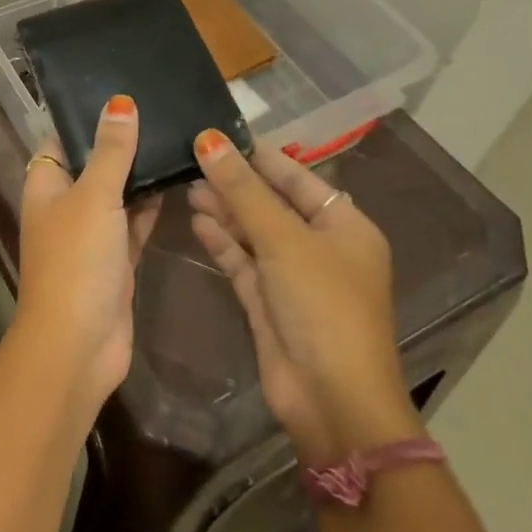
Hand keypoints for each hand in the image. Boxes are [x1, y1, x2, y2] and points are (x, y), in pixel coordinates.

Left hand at [14, 96, 163, 411]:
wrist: (79, 345)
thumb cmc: (77, 260)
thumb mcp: (94, 196)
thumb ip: (111, 151)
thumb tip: (120, 102)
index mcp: (46, 184)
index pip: (64, 138)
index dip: (89, 116)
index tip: (125, 91)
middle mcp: (66, 205)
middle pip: (95, 164)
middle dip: (124, 144)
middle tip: (165, 110)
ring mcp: (92, 234)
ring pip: (118, 194)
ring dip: (142, 175)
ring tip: (179, 137)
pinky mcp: (116, 260)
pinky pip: (135, 224)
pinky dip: (152, 208)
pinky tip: (180, 182)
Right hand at [188, 131, 422, 463]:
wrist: (330, 399)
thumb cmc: (321, 305)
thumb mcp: (283, 239)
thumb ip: (242, 189)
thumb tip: (208, 139)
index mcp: (344, 226)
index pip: (297, 177)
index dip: (258, 155)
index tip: (218, 132)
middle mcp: (321, 247)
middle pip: (272, 203)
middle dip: (234, 183)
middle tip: (191, 159)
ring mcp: (293, 276)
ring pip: (253, 232)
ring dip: (224, 211)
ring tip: (186, 186)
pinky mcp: (268, 302)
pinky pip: (243, 261)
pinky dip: (222, 242)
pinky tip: (196, 221)